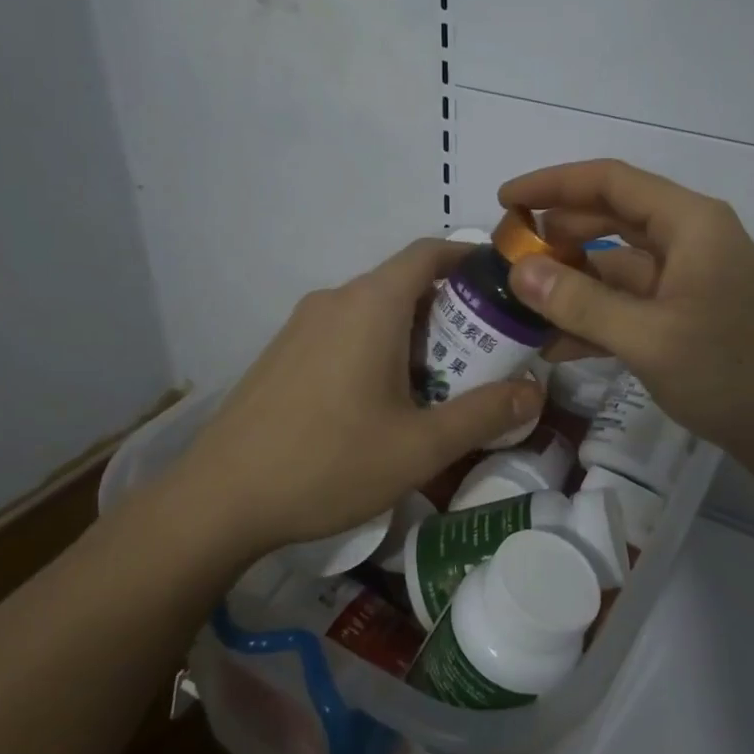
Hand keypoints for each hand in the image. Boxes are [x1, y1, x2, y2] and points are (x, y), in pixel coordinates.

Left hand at [167, 239, 542, 552]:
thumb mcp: (420, 447)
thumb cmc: (328, 463)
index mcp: (370, 305)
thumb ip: (483, 414)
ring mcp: (301, 326)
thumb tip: (535, 392)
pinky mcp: (282, 354)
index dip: (470, 259)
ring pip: (373, 312)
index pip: (428, 252)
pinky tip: (381, 405)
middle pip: (404, 285)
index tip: (504, 288)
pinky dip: (377, 349)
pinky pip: (344, 334)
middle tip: (483, 358)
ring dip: (413, 336)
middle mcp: (334, 300)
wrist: (219, 501)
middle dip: (450, 313)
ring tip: (438, 388)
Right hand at [502, 160, 753, 488]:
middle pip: (610, 221)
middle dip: (556, 236)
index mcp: (689, 223)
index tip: (504, 200)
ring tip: (517, 304)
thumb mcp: (650, 337)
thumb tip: (519, 270)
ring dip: (571, 284)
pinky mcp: (687, 322)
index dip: (553, 184)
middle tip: (505, 258)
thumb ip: (581, 302)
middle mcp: (688, 242)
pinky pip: (629, 308)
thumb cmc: (736, 373)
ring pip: (616, 269)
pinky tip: (553, 345)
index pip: (610, 182)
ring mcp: (688, 284)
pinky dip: (594, 320)